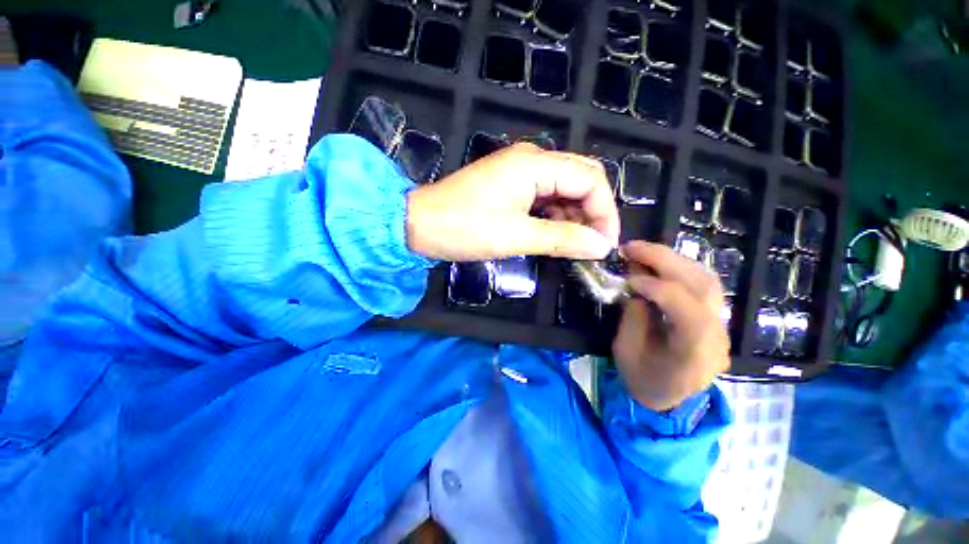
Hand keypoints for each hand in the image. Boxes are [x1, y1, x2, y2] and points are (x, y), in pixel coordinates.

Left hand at [406, 143, 619, 260]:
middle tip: (594, 245)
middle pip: (580, 179)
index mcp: (535, 164)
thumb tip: (601, 246)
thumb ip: (562, 238)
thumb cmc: (465, 228)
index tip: (605, 244)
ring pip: (563, 188)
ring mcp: (519, 171)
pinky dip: (555, 215)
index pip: (590, 179)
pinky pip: (544, 196)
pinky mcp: (510, 185)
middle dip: (593, 212)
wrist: (420, 224)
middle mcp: (531, 159)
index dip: (604, 212)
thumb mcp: (517, 236)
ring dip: (574, 215)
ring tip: (575, 245)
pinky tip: (556, 234)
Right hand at [612, 242, 730, 411]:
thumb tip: (636, 282)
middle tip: (632, 247)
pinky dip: (680, 268)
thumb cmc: (642, 380)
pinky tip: (659, 263)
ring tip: (642, 251)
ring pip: (708, 281)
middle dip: (665, 261)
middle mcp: (716, 338)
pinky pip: (704, 285)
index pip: (691, 315)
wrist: (668, 399)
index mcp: (693, 357)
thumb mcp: (625, 351)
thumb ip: (633, 316)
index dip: (660, 290)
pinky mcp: (716, 318)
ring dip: (673, 259)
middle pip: (703, 289)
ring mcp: (721, 327)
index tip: (630, 279)